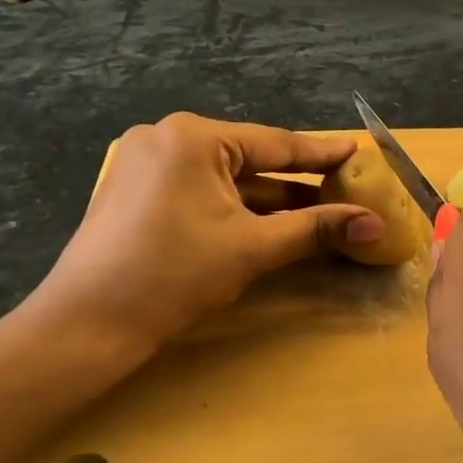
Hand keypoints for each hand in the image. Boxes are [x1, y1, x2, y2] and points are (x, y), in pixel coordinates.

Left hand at [18, 113, 383, 356]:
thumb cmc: (173, 275)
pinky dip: (237, 209)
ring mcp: (147, 165)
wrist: (87, 325)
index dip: (321, 154)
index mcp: (193, 137)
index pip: (274, 144)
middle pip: (250, 159)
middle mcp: (167, 138)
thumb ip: (316, 229)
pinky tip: (271, 223)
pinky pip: (202, 192)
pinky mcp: (138, 192)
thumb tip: (375, 224)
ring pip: (226, 179)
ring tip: (319, 211)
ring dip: (270, 200)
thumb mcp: (253, 248)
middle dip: (297, 182)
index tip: (358, 152)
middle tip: (344, 188)